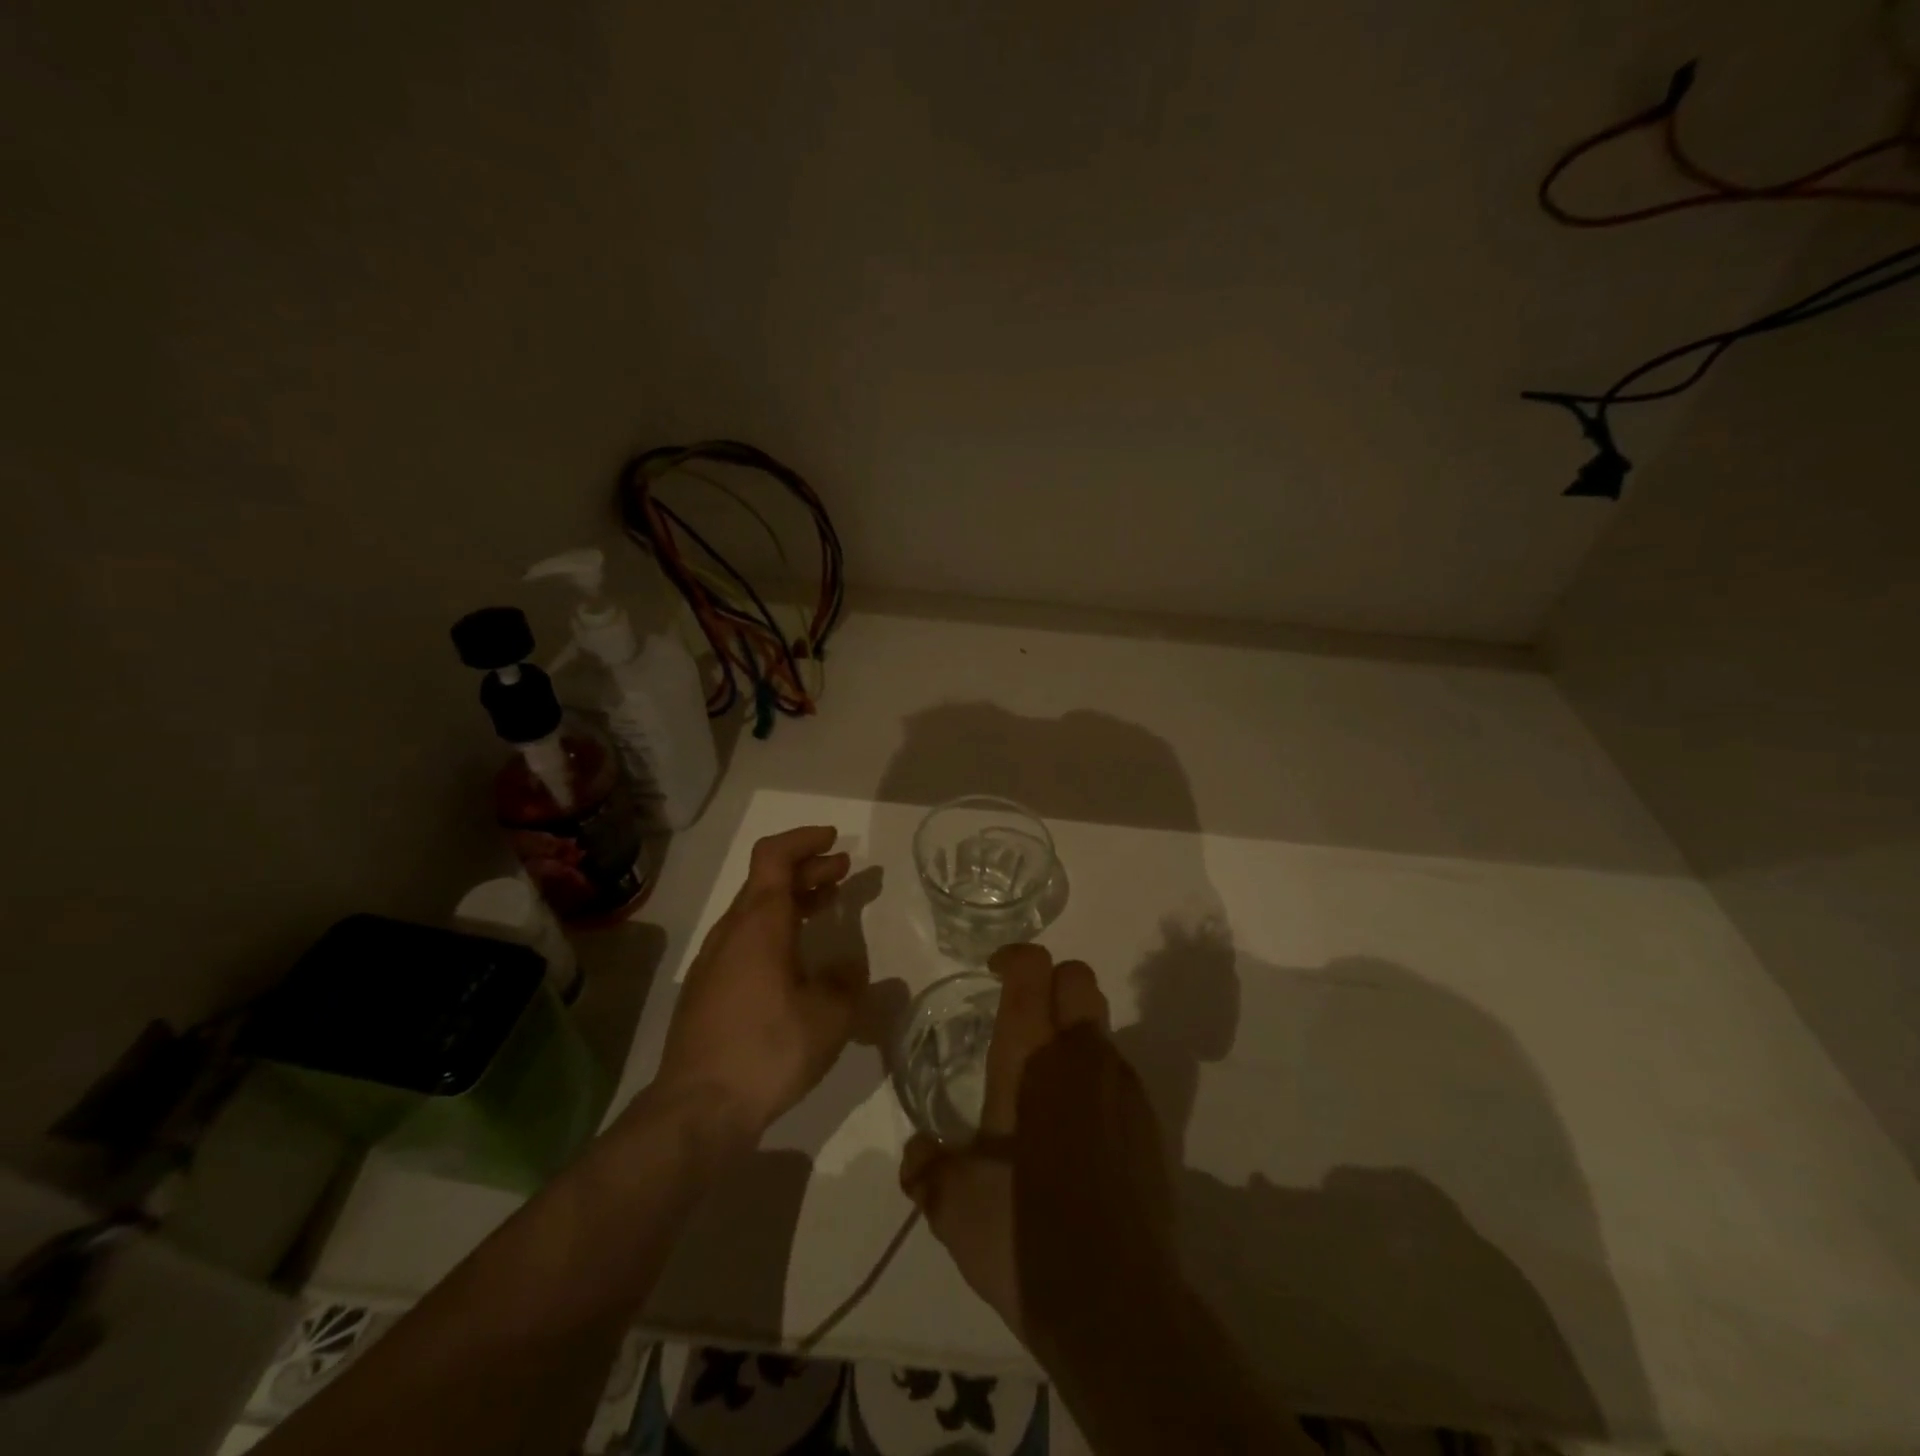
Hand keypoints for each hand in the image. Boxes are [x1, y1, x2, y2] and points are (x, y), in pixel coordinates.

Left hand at [653, 826, 865, 1139]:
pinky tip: (796, 959)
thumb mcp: (829, 1017)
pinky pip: (745, 939)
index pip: (774, 856)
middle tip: (843, 872)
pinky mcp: (707, 990)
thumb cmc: (768, 1049)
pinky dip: (776, 928)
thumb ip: (849, 985)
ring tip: (826, 906)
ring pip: (755, 911)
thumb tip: (852, 970)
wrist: (697, 1108)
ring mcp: (714, 962)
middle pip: (766, 880)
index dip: (804, 840)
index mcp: (760, 924)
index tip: (835, 841)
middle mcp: (732, 932)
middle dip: (807, 869)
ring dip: (792, 899)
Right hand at [897, 944, 1172, 1338]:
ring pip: (1100, 1027)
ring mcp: (1124, 1087)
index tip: (995, 973)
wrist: (1115, 1304)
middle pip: (1079, 978)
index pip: (1034, 968)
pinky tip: (1076, 1135)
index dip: (1015, 957)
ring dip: (1072, 1035)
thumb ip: (927, 1167)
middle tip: (1021, 1021)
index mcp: (1032, 1057)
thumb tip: (917, 1155)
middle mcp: (1083, 1056)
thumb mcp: (953, 1203)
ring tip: (1043, 1090)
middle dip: (1050, 982)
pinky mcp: (1150, 1123)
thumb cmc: (1022, 1233)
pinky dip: (1095, 1079)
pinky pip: (1118, 1074)